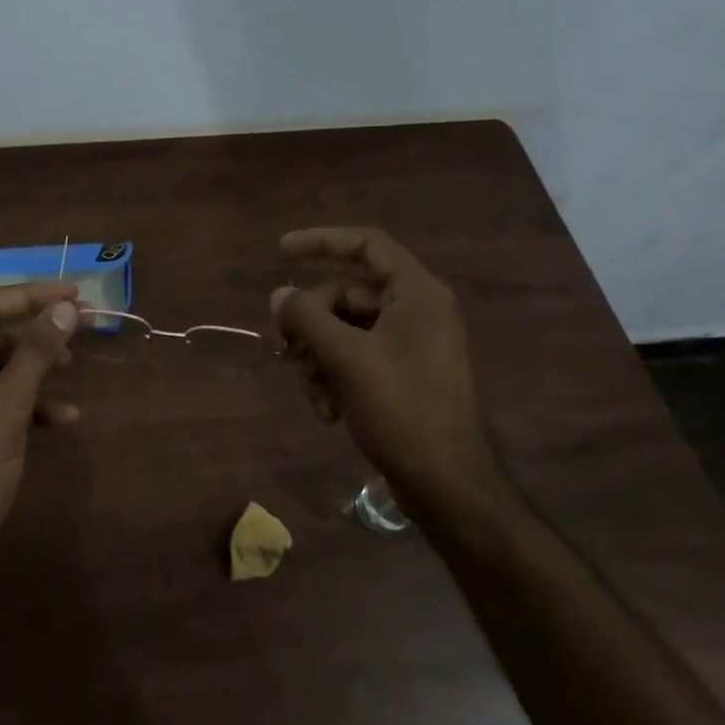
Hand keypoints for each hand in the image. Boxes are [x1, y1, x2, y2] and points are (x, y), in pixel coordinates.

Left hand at [0, 282, 80, 583]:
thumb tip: (66, 308)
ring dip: (35, 369)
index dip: (29, 297)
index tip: (72, 293)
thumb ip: (36, 353)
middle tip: (83, 323)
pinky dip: (28, 404)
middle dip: (36, 334)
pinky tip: (64, 417)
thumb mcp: (6, 406)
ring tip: (73, 366)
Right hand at [271, 227, 498, 506]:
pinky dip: (334, 375)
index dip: (322, 241)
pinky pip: (355, 356)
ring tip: (312, 390)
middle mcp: (416, 310)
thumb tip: (278, 295)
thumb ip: (307, 318)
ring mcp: (409, 344)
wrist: (445, 483)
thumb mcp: (346, 358)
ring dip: (319, 355)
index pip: (367, 244)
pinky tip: (328, 409)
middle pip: (346, 293)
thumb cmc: (401, 409)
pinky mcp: (401, 374)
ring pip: (345, 329)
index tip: (281, 251)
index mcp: (417, 293)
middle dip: (311, 322)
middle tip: (284, 349)